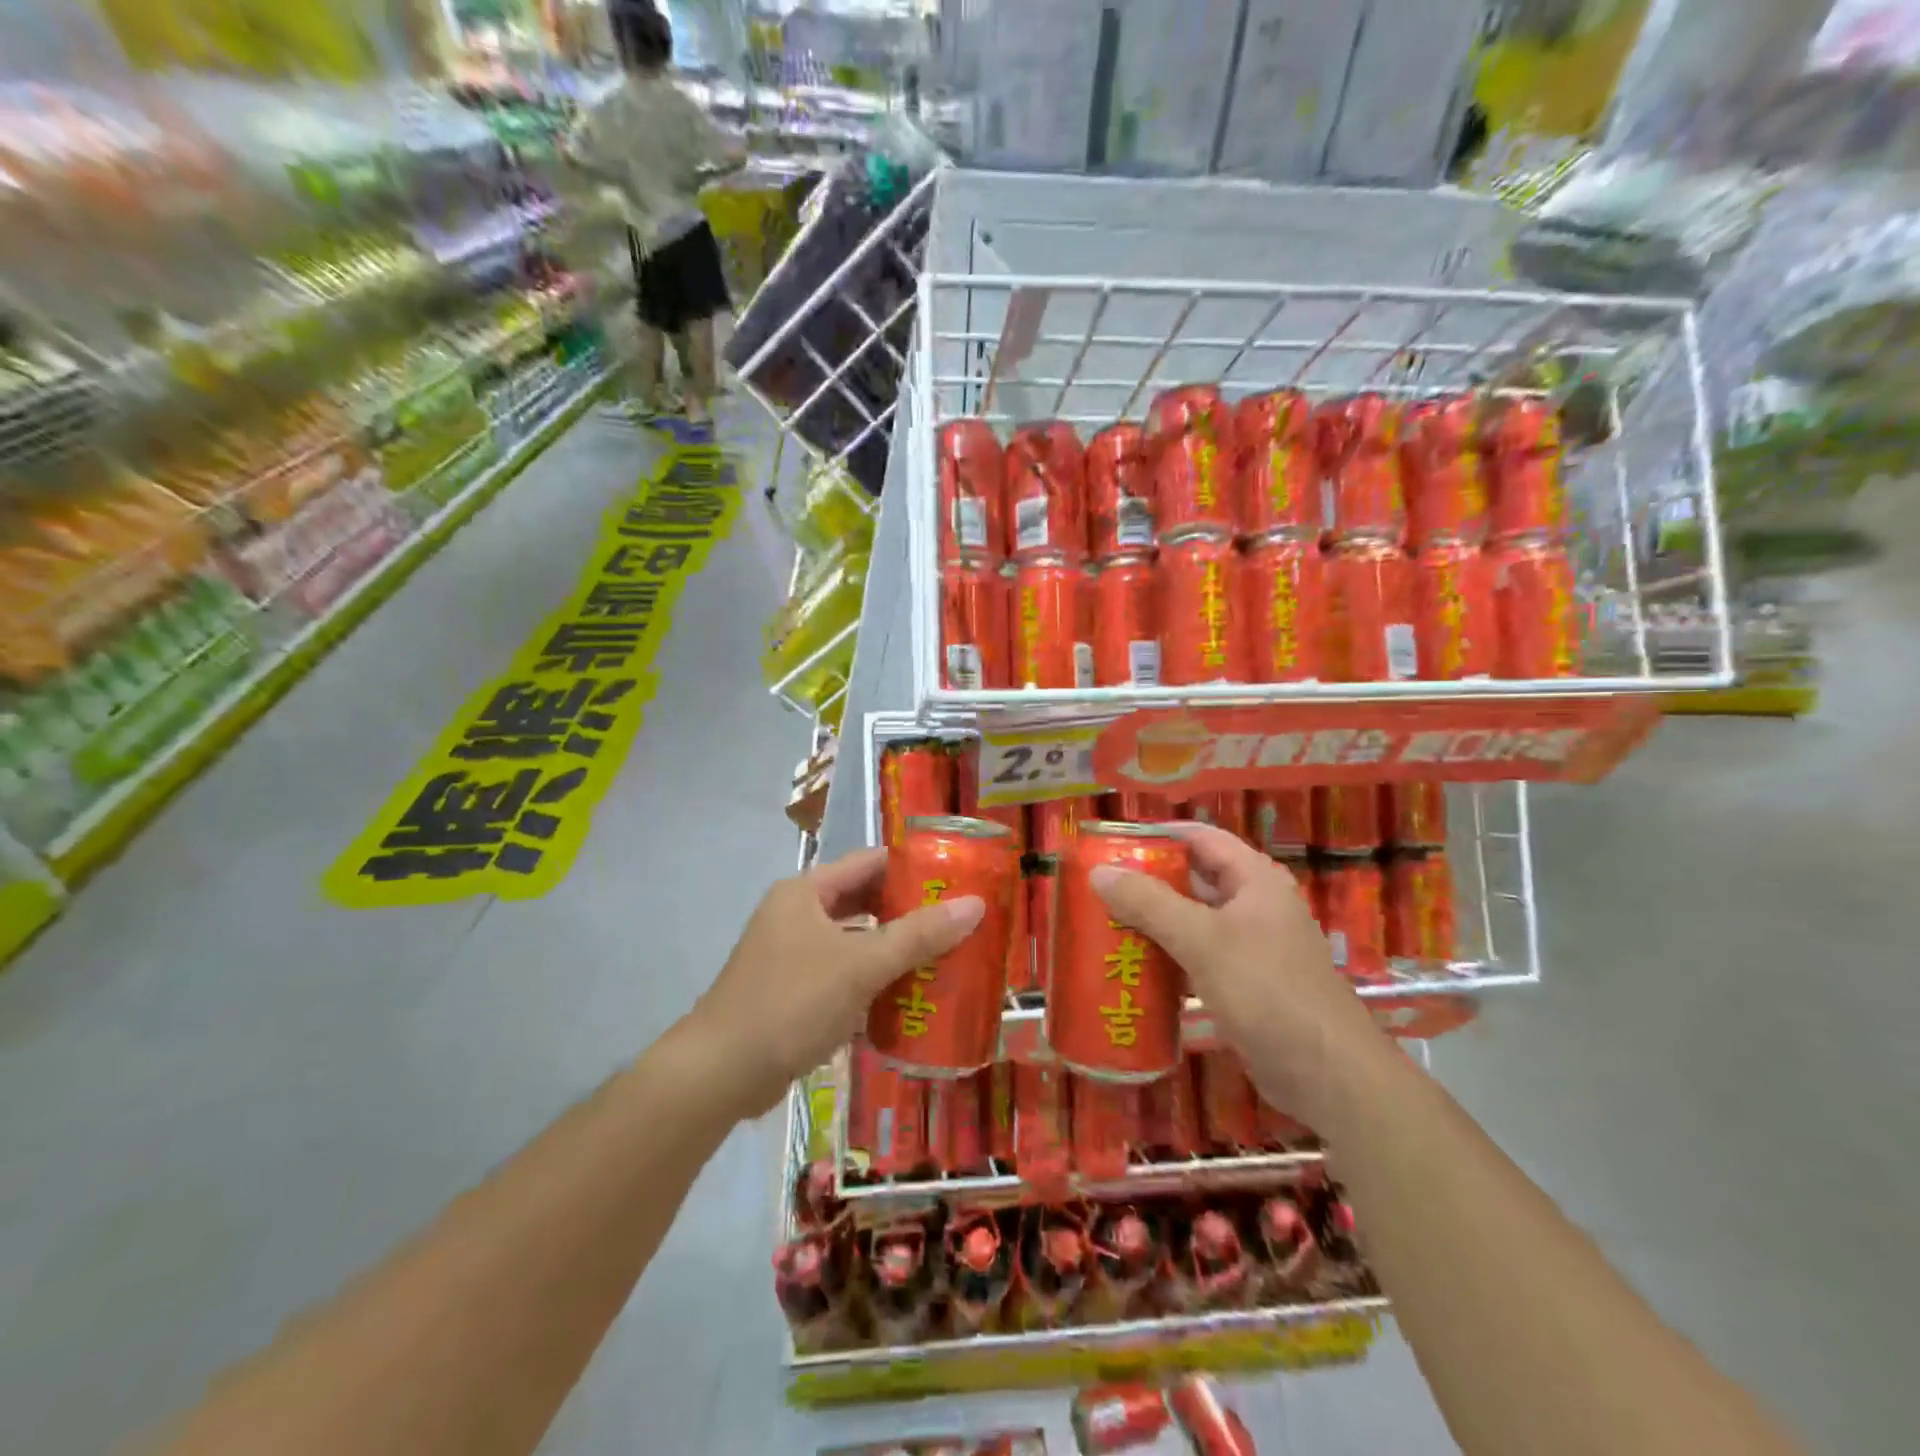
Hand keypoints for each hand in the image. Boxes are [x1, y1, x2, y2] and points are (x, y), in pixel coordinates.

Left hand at [684, 848, 984, 1118]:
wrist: (719, 1075)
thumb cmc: (790, 1003)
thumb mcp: (860, 966)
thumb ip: (918, 935)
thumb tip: (975, 905)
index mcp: (806, 892)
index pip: (869, 862)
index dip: (913, 867)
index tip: (956, 879)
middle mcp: (797, 915)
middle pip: (864, 902)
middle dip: (909, 912)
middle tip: (958, 923)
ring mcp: (792, 955)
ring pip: (855, 942)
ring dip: (893, 950)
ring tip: (944, 958)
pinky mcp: (793, 993)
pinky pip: (843, 975)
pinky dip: (873, 981)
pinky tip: (908, 998)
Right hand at [1091, 823, 1380, 1122]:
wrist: (1328, 1075)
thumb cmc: (1267, 991)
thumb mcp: (1202, 940)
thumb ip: (1149, 903)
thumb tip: (1099, 871)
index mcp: (1254, 879)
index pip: (1200, 838)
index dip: (1158, 835)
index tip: (1111, 843)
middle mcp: (1254, 905)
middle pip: (1193, 880)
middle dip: (1147, 882)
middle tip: (1097, 887)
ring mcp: (1251, 947)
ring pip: (1192, 922)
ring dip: (1153, 922)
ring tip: (1103, 923)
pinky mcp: (1244, 985)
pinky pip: (1197, 958)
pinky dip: (1167, 957)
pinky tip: (1132, 967)